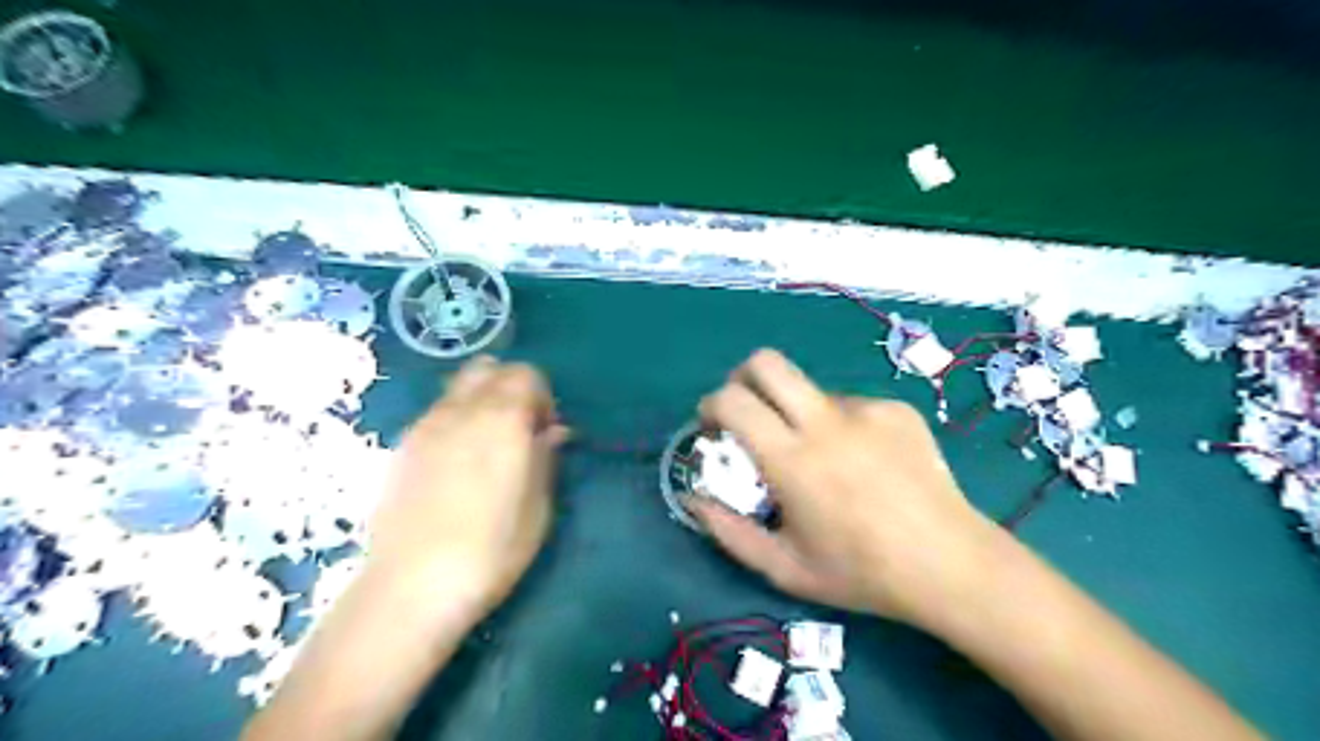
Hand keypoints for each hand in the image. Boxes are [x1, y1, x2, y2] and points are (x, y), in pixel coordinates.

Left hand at [364, 358, 565, 618]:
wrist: (411, 586)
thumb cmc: (491, 550)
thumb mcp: (538, 507)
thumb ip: (545, 458)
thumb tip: (553, 432)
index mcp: (502, 419)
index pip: (525, 374)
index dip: (542, 396)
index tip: (544, 431)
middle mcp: (462, 410)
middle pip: (490, 369)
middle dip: (511, 388)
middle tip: (520, 429)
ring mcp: (426, 425)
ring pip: (459, 386)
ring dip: (481, 400)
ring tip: (487, 444)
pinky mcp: (401, 446)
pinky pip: (436, 411)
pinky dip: (455, 418)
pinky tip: (457, 461)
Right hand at [691, 352, 1000, 621]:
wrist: (950, 564)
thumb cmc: (862, 573)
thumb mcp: (784, 568)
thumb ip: (729, 532)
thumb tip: (693, 498)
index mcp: (792, 460)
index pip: (733, 400)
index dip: (711, 405)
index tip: (713, 426)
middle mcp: (826, 422)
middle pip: (767, 362)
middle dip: (743, 378)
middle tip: (748, 411)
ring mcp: (866, 410)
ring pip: (811, 390)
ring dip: (798, 414)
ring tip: (825, 460)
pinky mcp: (897, 409)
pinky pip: (851, 406)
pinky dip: (842, 427)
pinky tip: (865, 463)